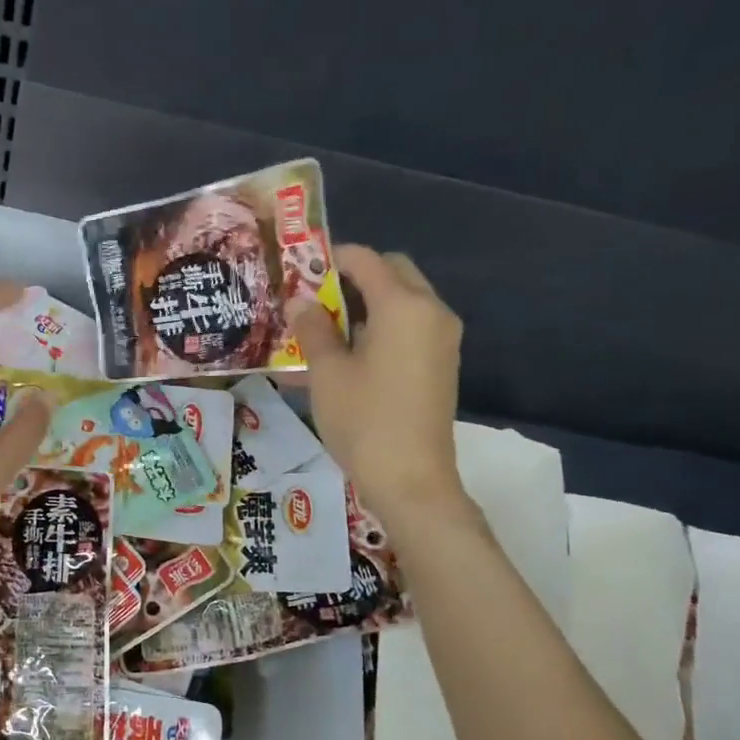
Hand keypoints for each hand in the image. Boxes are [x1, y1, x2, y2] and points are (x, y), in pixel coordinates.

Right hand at [288, 246, 469, 516]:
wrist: (411, 480)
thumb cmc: (364, 420)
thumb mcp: (327, 372)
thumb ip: (312, 329)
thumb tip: (299, 303)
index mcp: (404, 306)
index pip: (366, 260)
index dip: (331, 259)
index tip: (299, 270)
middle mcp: (431, 312)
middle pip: (392, 274)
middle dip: (353, 278)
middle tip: (314, 299)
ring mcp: (441, 339)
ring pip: (401, 302)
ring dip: (364, 306)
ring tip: (323, 329)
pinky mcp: (440, 364)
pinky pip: (408, 330)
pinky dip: (378, 330)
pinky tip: (345, 355)